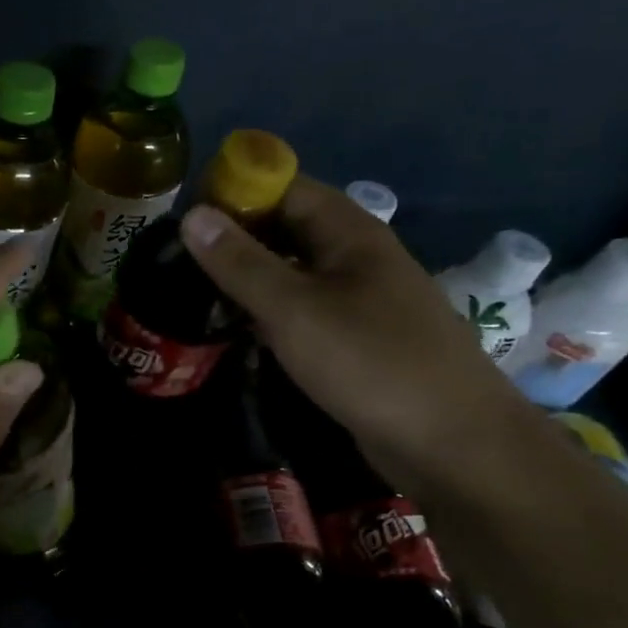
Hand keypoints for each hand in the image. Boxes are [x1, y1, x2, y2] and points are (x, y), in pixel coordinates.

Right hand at [181, 176, 536, 489]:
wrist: (450, 441)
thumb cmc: (370, 362)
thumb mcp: (293, 309)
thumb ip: (240, 263)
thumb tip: (191, 215)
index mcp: (349, 232)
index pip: (285, 187)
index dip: (235, 193)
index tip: (184, 218)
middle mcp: (356, 257)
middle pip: (287, 229)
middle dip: (236, 238)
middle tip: (178, 260)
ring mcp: (359, 300)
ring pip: (293, 273)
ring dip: (248, 278)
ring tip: (194, 293)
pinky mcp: (356, 339)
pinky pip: (303, 310)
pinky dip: (268, 312)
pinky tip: (237, 330)